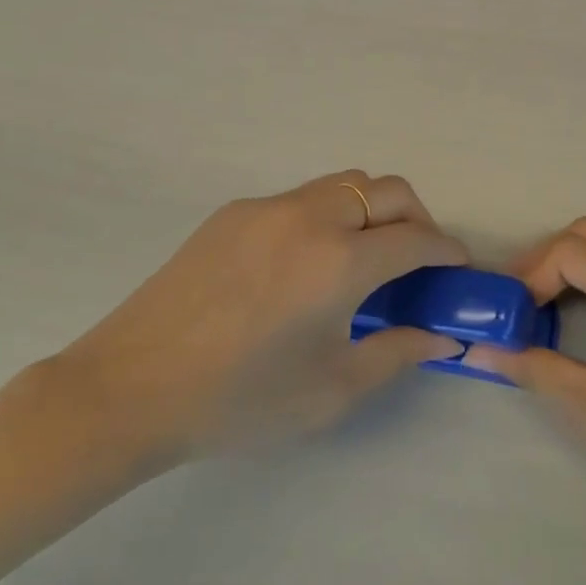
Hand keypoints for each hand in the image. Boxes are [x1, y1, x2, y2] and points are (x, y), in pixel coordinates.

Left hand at [51, 171, 465, 479]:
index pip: (417, 238)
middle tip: (416, 261)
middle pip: (388, 190)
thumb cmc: (239, 400)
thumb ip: (398, 353)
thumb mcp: (331, 390)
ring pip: (345, 183)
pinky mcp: (234, 212)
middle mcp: (310, 217)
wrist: (129, 388)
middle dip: (417, 219)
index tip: (456, 268)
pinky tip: (306, 264)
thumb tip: (444, 337)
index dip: (447, 251)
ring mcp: (267, 207)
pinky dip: (328, 215)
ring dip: (373, 210)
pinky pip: (301, 198)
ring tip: (364, 258)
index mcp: (339, 262)